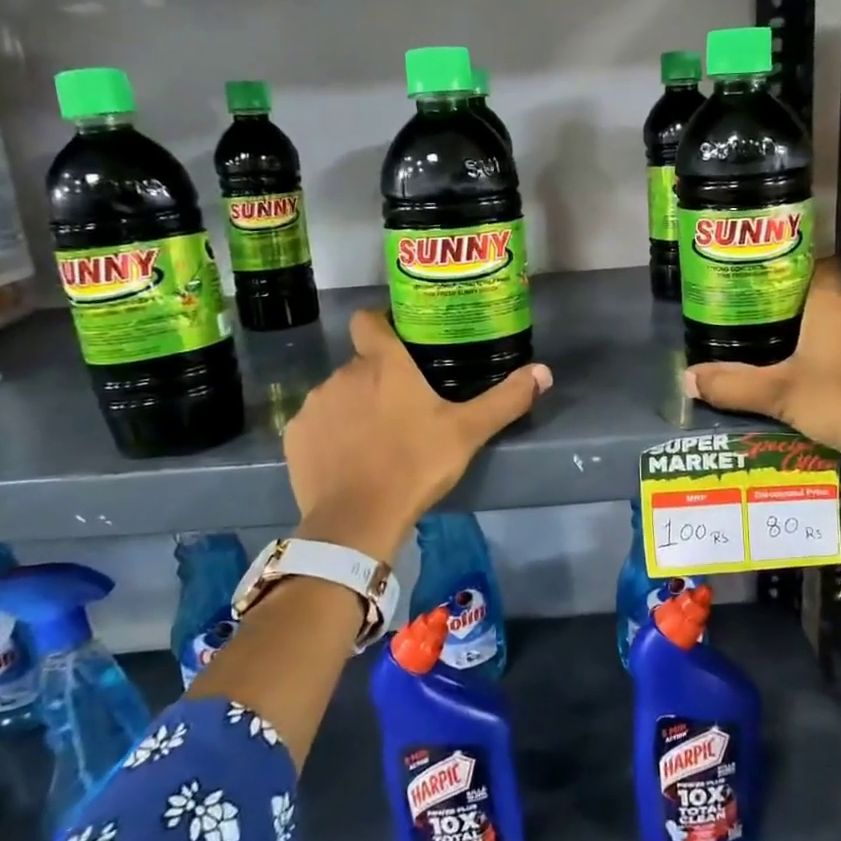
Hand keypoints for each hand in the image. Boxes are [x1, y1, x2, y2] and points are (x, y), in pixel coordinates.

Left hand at [283, 310, 551, 562]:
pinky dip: (331, 434)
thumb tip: (544, 372)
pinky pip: (316, 423)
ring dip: (355, 406)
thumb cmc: (415, 465)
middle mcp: (344, 374)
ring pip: (339, 393)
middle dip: (379, 379)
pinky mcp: (296, 435)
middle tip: (404, 408)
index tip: (399, 342)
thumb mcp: (467, 432)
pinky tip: (347, 459)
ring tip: (376, 438)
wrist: (356, 520)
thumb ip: (506, 399)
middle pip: (361, 363)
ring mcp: (315, 404)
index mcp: (383, 363)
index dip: (381, 324)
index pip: (368, 319)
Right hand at [683, 260, 840, 479]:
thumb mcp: (778, 394)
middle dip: (797, 302)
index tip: (762, 276)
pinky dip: (838, 353)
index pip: (816, 261)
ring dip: (819, 330)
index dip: (790, 264)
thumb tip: (686, 379)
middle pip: (827, 292)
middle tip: (762, 316)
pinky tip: (818, 374)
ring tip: (783, 345)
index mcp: (833, 301)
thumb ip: (733, 385)